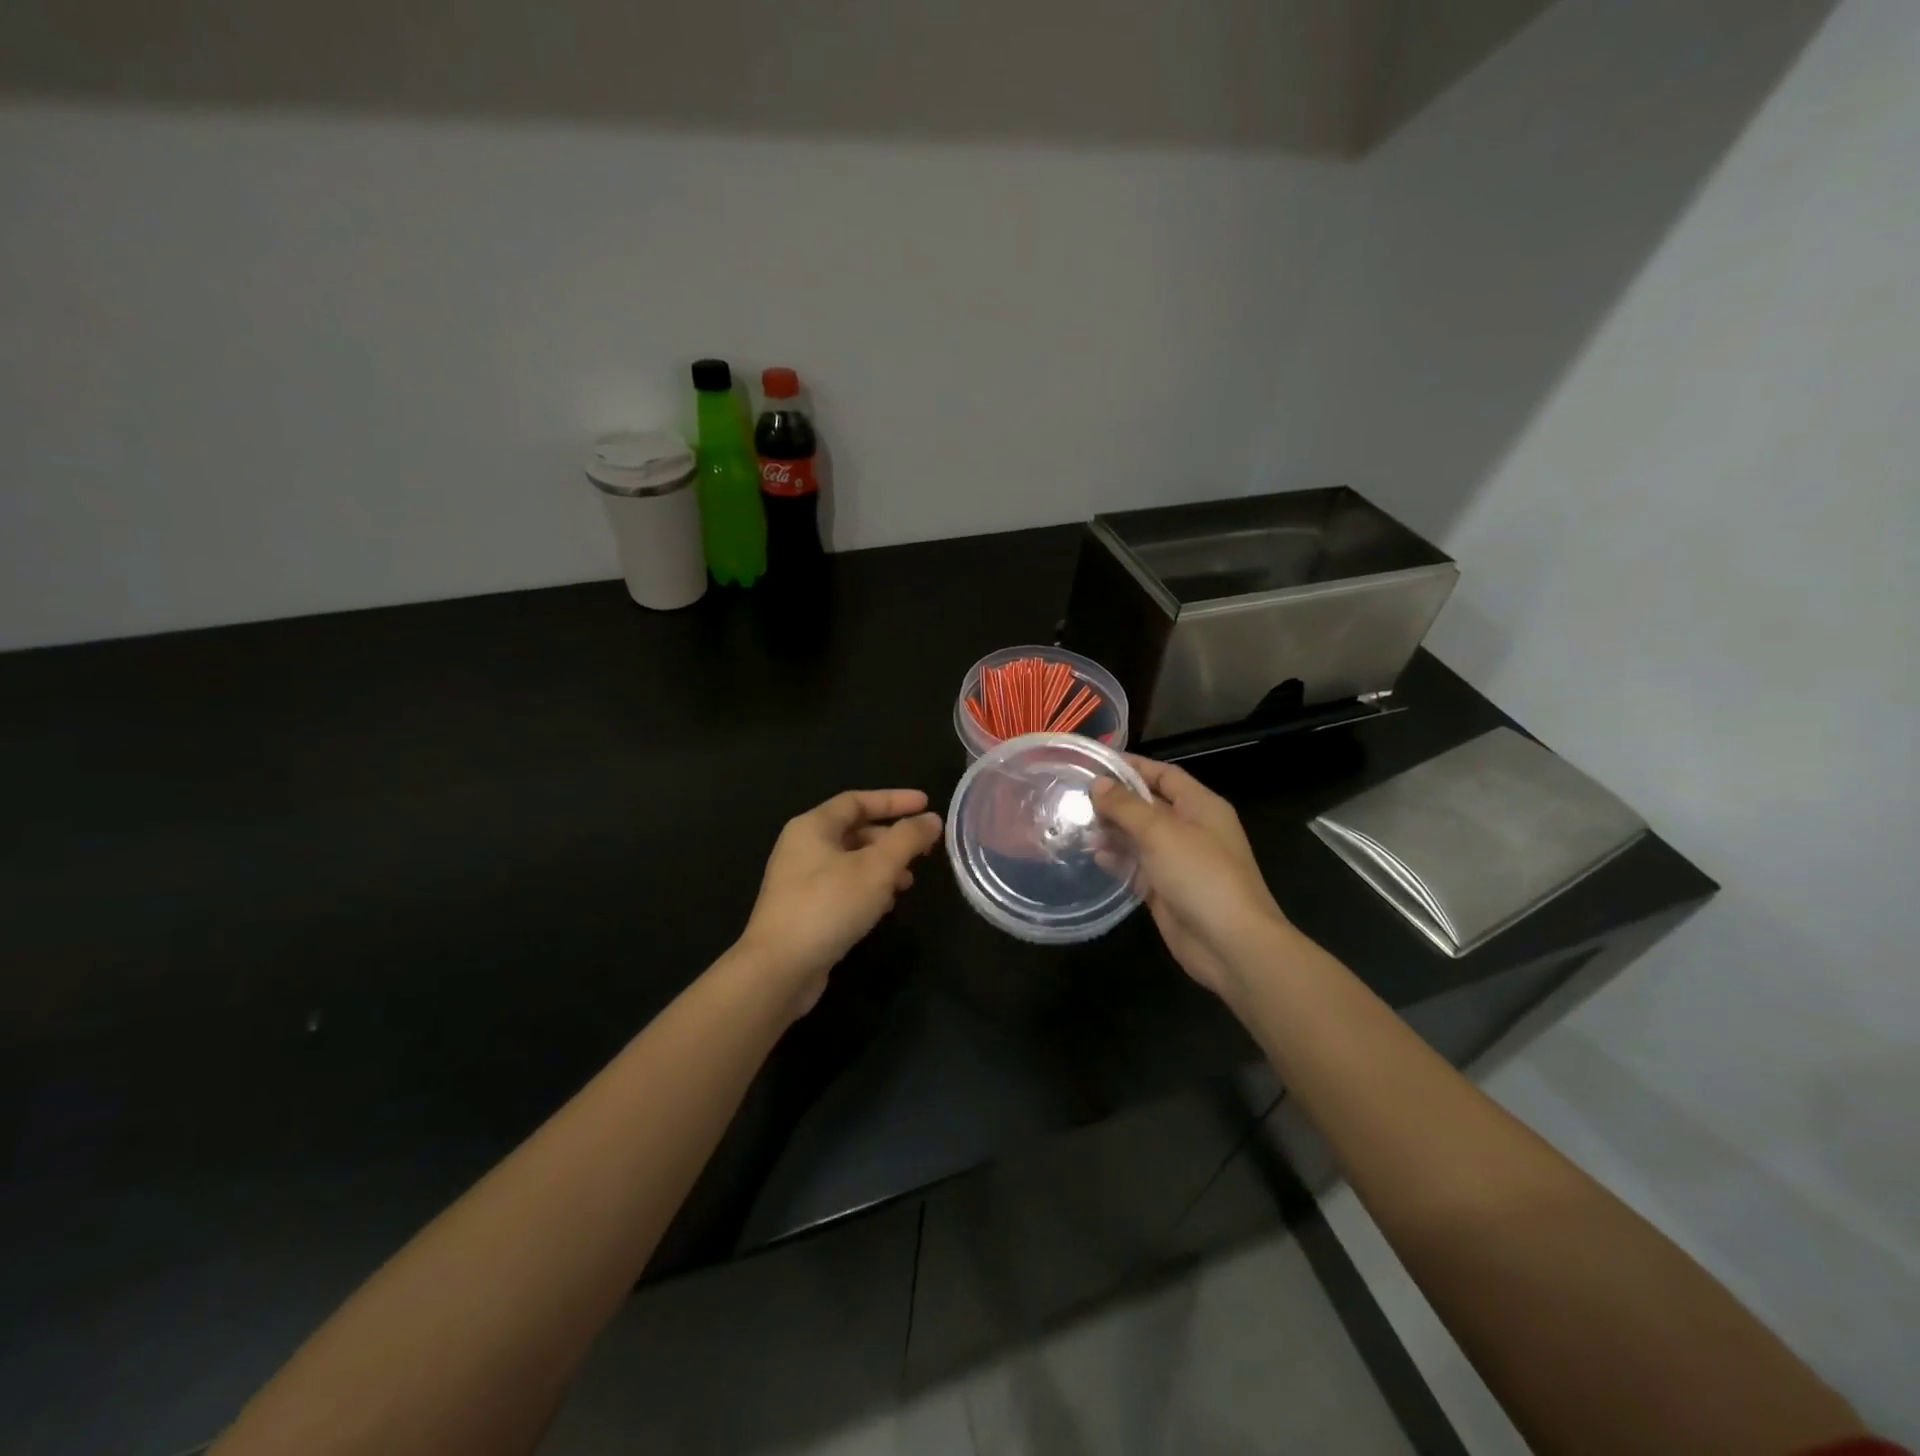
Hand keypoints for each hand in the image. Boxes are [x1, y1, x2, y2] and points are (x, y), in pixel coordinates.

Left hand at [738, 789, 943, 1016]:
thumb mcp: (877, 868)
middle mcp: (802, 847)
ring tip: (908, 882)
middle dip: (891, 838)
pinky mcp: (803, 910)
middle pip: (854, 830)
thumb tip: (932, 819)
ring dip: (882, 867)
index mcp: (813, 826)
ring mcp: (799, 880)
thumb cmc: (828, 906)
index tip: (927, 804)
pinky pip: (842, 887)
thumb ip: (907, 839)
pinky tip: (885, 906)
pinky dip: (867, 889)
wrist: (779, 969)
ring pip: (850, 862)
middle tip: (923, 850)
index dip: (894, 800)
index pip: (858, 800)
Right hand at [1091, 756, 1289, 997]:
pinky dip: (1117, 860)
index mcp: (1201, 806)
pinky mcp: (1166, 890)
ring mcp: (1178, 862)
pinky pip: (1137, 867)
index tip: (1095, 763)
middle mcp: (1191, 829)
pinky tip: (1093, 855)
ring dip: (1112, 831)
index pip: (1163, 775)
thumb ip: (1126, 806)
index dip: (1132, 767)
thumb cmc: (1200, 875)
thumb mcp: (1161, 832)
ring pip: (1139, 837)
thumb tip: (1098, 784)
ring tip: (1076, 826)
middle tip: (1075, 797)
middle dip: (1115, 801)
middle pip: (1148, 806)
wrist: (1230, 944)